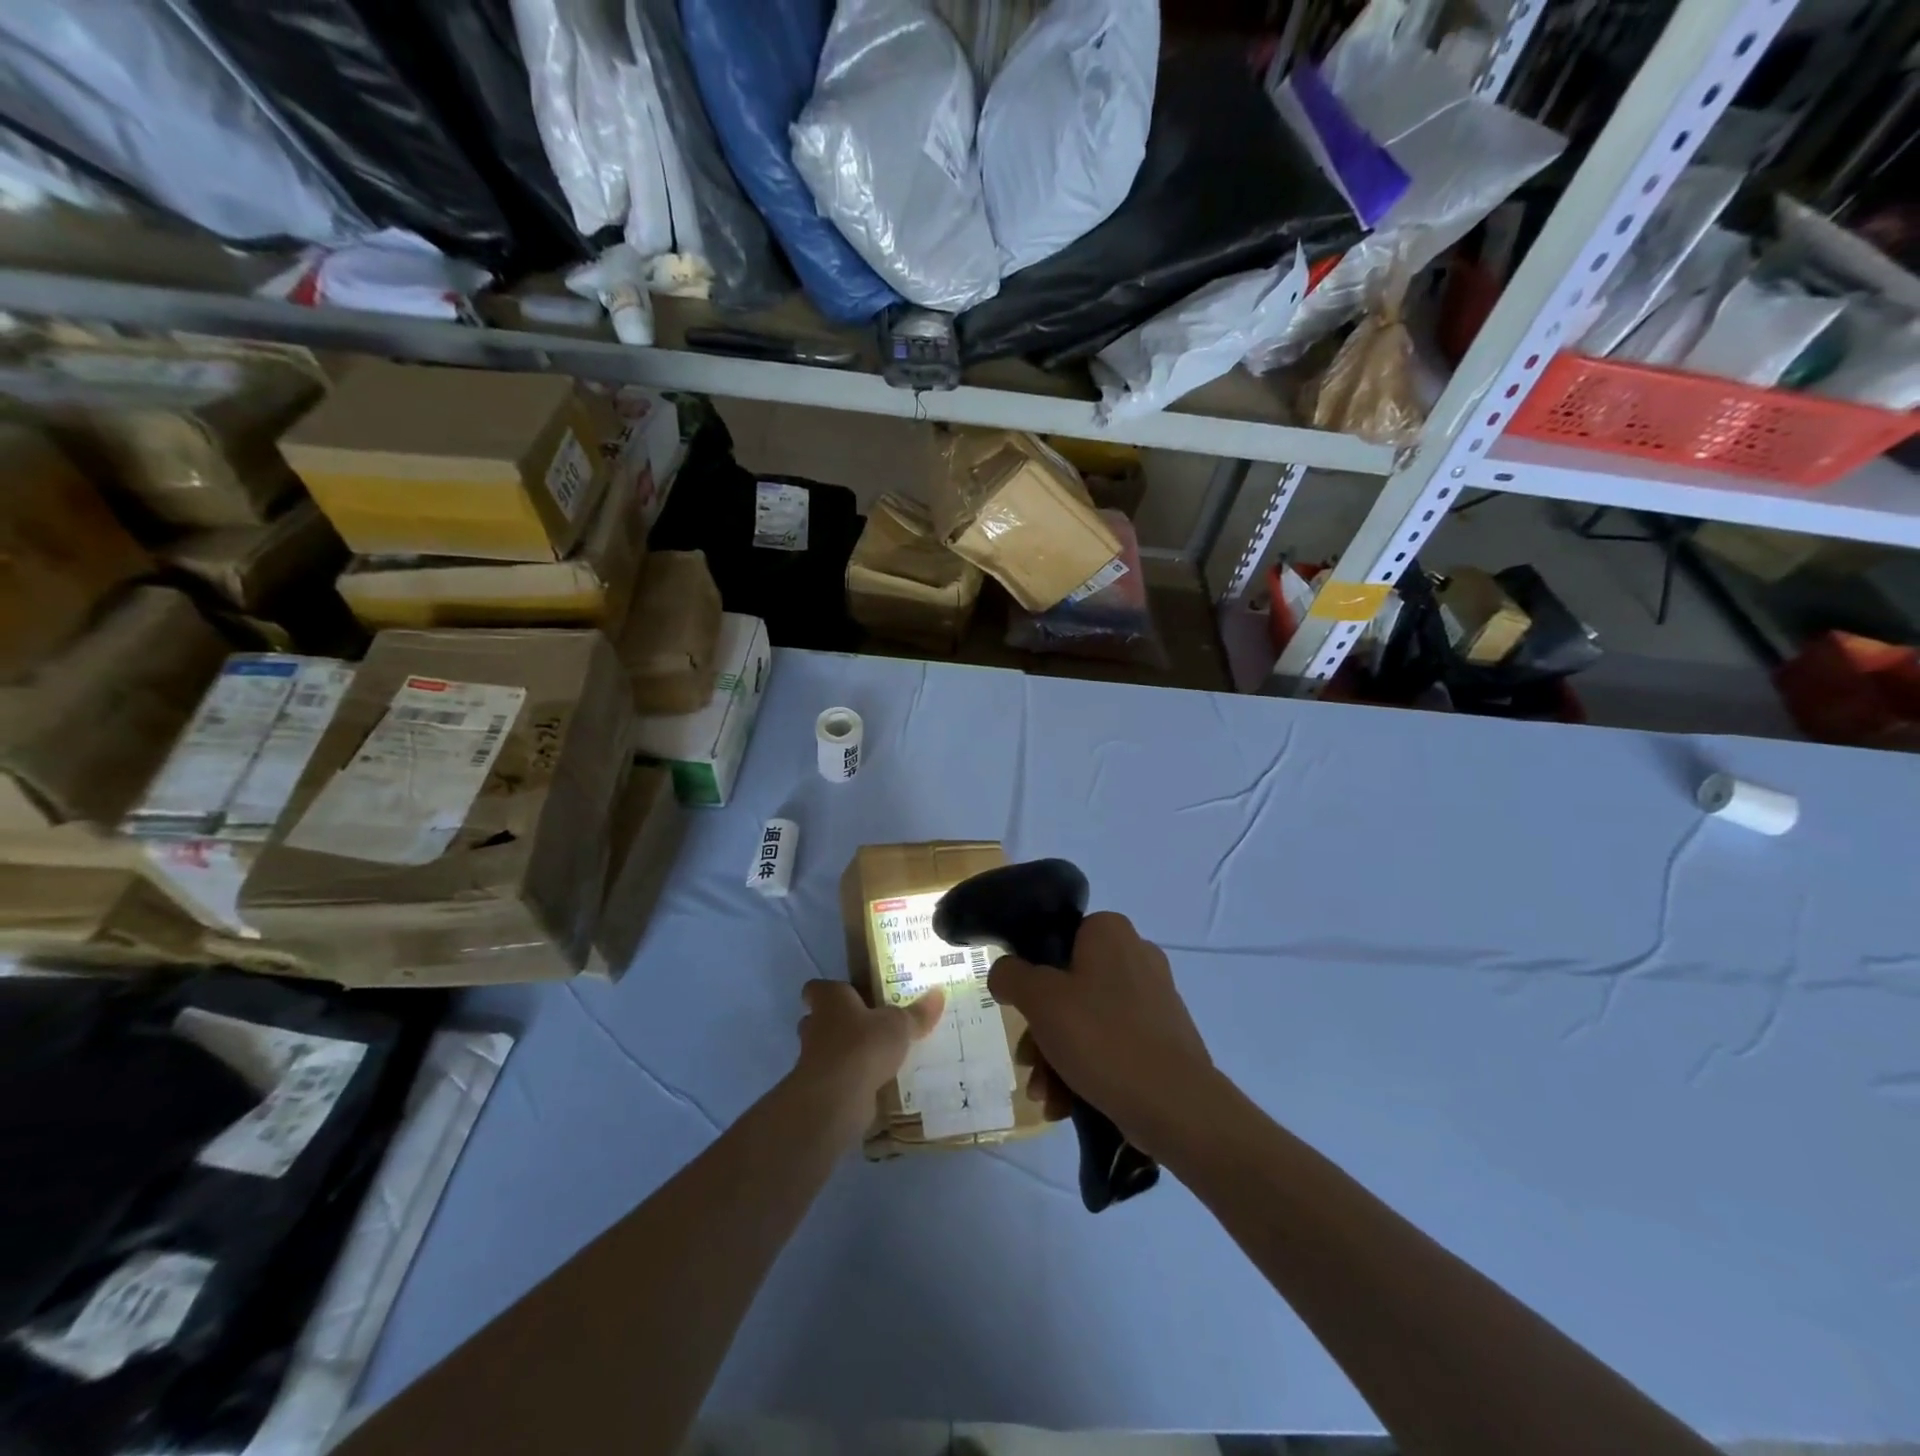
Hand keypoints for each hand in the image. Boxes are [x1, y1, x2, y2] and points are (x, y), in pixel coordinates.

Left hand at [794, 980, 944, 1109]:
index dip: (830, 992)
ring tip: (878, 1058)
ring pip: (828, 1051)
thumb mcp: (899, 1025)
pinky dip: (852, 1082)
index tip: (849, 996)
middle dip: (840, 1024)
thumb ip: (917, 1013)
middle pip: (819, 1020)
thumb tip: (939, 993)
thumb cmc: (863, 1045)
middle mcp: (815, 1026)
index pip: (816, 989)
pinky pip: (837, 1080)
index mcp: (830, 1001)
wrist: (836, 1098)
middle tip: (869, 1026)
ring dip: (847, 1054)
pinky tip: (876, 1085)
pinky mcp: (820, 1090)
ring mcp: (812, 1061)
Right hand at [988, 912, 1212, 1159]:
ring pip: (1088, 1021)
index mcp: (1110, 932)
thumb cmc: (1102, 1037)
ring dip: (1058, 1058)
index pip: (1057, 940)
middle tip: (1028, 1063)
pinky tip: (1066, 1105)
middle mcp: (1136, 956)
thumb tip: (1004, 973)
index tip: (1021, 1011)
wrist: (1175, 1104)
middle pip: (1069, 987)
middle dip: (1042, 1032)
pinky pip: (1113, 1045)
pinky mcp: (1164, 1038)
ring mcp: (1154, 998)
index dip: (1032, 975)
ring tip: (1045, 1096)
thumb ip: (1011, 975)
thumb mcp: (1039, 999)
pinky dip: (1087, 1070)